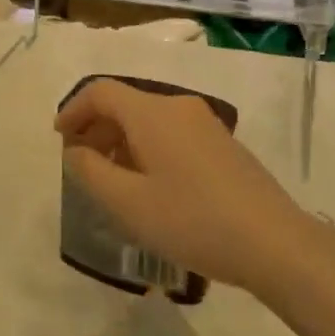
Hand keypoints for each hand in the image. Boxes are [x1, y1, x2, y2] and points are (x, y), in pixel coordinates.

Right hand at [56, 79, 310, 295]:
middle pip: (125, 104)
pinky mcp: (223, 144)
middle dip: (96, 129)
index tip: (59, 139)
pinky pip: (172, 134)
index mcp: (152, 112)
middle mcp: (178, 106)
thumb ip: (90, 172)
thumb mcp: (128, 203)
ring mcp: (205, 124)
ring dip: (122, 142)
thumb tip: (75, 151)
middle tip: (81, 165)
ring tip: (112, 181)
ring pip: (149, 120)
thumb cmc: (192, 220)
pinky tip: (151, 187)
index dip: (73, 110)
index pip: (101, 92)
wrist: (275, 243)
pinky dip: (148, 149)